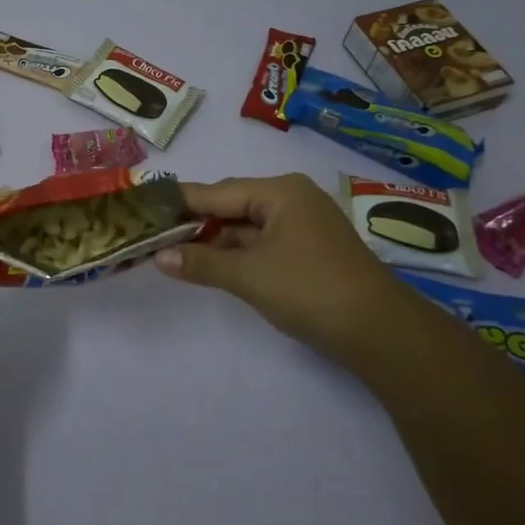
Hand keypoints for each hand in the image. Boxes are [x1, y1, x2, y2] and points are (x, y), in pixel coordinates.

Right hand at [154, 173, 415, 364]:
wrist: (381, 332)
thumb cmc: (310, 290)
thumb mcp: (249, 276)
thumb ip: (200, 262)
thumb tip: (159, 256)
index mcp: (279, 192)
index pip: (216, 192)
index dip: (179, 203)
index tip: (143, 208)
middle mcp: (292, 198)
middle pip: (231, 205)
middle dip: (195, 222)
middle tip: (154, 235)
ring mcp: (303, 224)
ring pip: (246, 226)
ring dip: (216, 241)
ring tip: (174, 252)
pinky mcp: (309, 250)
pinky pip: (262, 242)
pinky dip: (238, 253)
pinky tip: (212, 265)